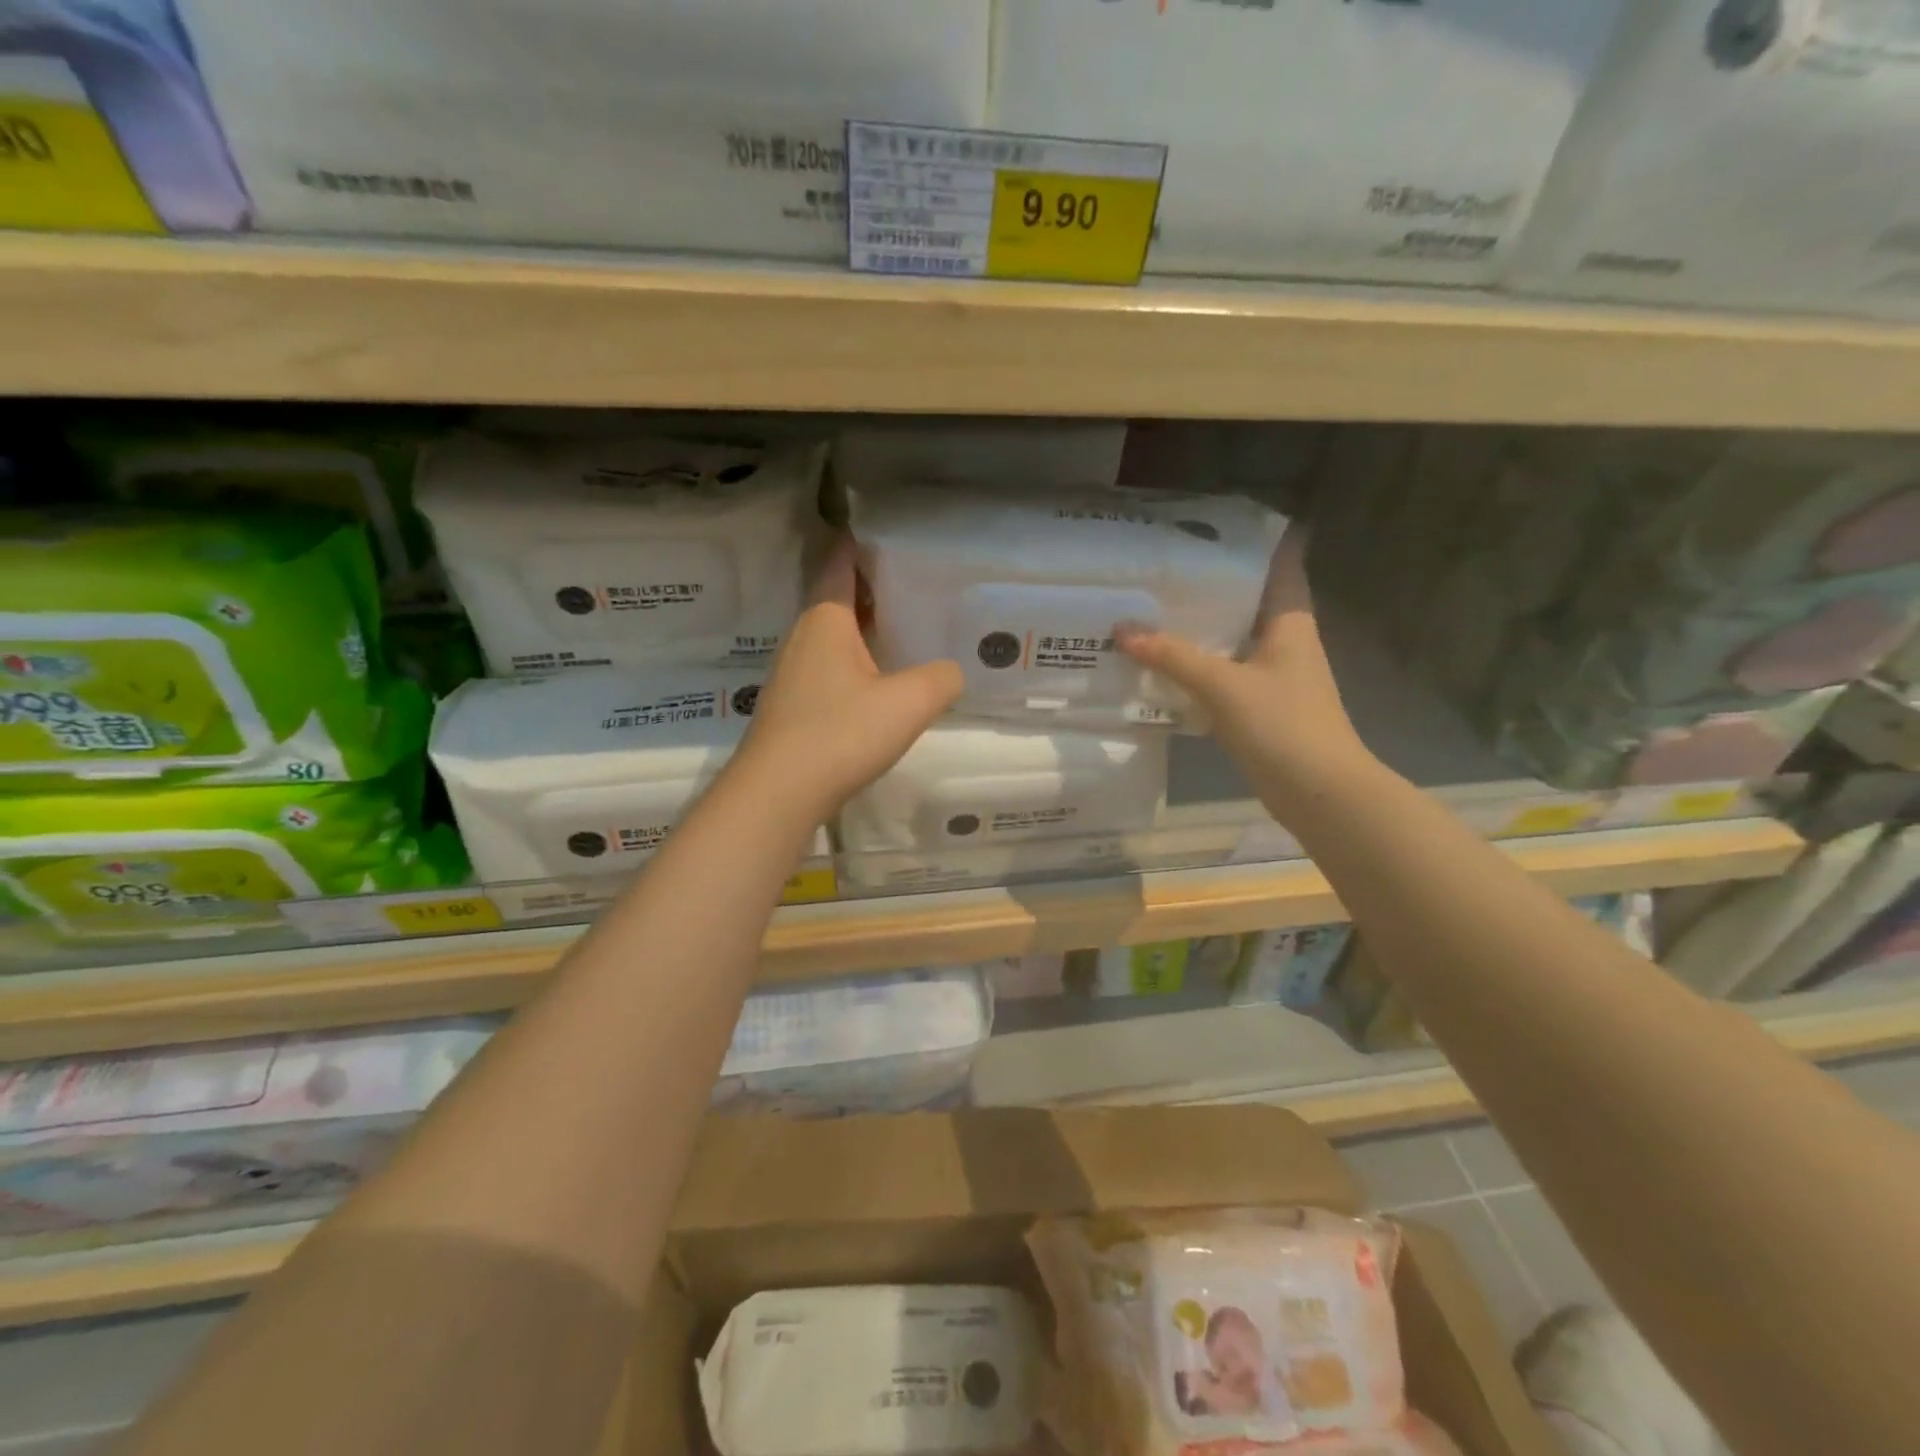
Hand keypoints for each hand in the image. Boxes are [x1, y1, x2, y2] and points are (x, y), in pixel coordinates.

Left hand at [735, 536, 962, 821]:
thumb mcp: (908, 703)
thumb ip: (941, 679)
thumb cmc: (840, 733)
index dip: (860, 543)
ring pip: (834, 637)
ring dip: (865, 630)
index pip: (840, 563)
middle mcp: (804, 637)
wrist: (779, 793)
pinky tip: (880, 685)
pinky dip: (855, 663)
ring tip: (906, 632)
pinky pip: (830, 669)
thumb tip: (951, 672)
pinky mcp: (793, 707)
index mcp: (826, 619)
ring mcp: (794, 674)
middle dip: (873, 589)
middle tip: (916, 585)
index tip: (889, 533)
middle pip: (838, 599)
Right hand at [1117, 528, 1373, 812]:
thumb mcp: (1223, 685)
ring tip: (1153, 610)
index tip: (1214, 524)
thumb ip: (1173, 656)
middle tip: (1163, 567)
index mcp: (1290, 622)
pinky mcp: (1260, 707)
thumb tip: (1123, 629)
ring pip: (1232, 640)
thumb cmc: (1282, 725)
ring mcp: (1274, 677)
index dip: (1256, 539)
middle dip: (1211, 586)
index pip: (1282, 563)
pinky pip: (1223, 676)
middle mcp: (1285, 642)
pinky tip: (1162, 667)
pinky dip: (1197, 669)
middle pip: (1248, 601)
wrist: (1318, 792)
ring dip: (1200, 630)